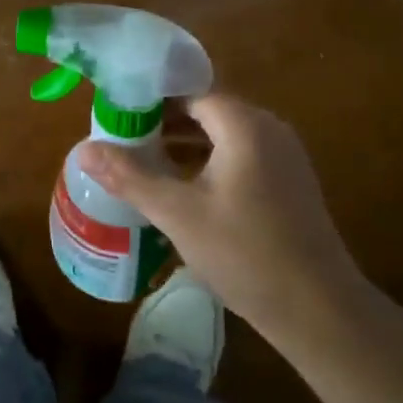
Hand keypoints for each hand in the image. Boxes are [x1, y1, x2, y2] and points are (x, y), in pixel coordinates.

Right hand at [80, 94, 372, 341]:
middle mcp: (268, 129)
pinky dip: (208, 161)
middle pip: (207, 110)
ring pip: (223, 135)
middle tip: (123, 139)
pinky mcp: (288, 183)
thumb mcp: (177, 213)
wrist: (319, 310)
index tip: (116, 115)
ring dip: (184, 143)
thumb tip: (83, 150)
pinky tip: (182, 188)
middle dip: (164, 122)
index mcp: (244, 125)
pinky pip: (240, 156)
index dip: (151, 101)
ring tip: (143, 161)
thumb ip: (130, 177)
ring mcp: (283, 157)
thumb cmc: (244, 252)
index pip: (190, 92)